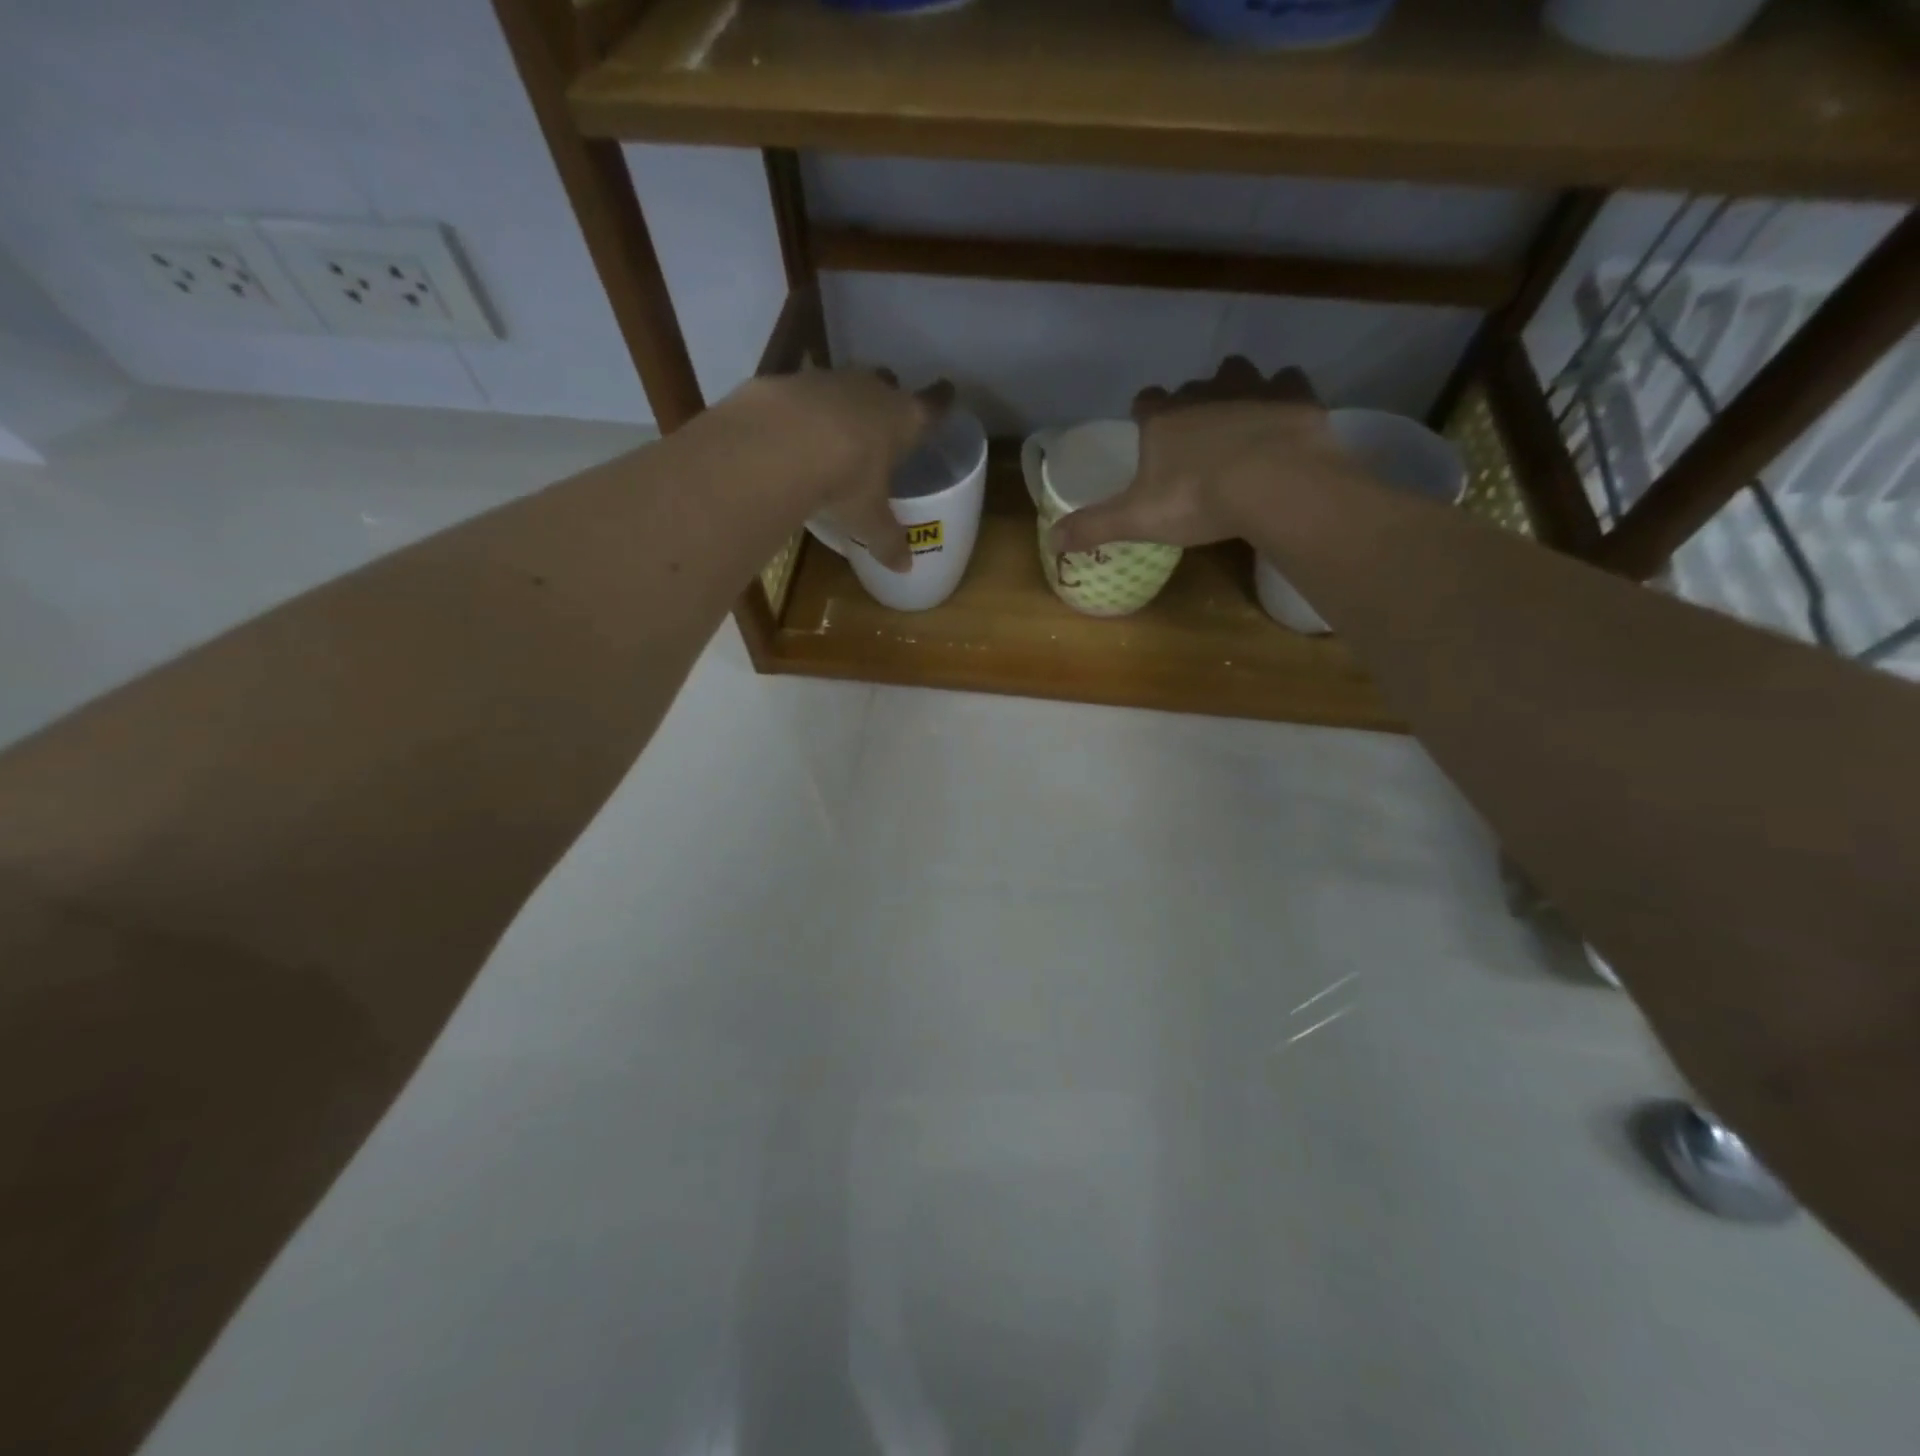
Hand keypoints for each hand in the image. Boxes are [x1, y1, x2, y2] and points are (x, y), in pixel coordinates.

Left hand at [738, 369, 952, 571]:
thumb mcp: (868, 519)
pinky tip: (791, 433)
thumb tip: (904, 567)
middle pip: (886, 384)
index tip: (946, 391)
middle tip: (883, 419)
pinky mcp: (787, 381)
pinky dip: (801, 411)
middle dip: (887, 397)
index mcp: (904, 419)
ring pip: (843, 385)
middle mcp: (871, 390)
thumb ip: (887, 540)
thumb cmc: (844, 480)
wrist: (777, 445)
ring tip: (835, 430)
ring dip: (842, 404)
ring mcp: (827, 380)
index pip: (933, 405)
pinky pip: (801, 394)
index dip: (941, 400)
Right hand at [1048, 358, 1345, 554]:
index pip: (1145, 402)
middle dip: (1192, 405)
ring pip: (1238, 374)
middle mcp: (1204, 392)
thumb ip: (1094, 525)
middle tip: (1196, 438)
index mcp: (1163, 419)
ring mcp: (1252, 388)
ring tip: (1239, 421)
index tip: (1147, 430)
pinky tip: (1282, 418)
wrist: (1275, 485)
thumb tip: (1051, 540)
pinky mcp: (1295, 395)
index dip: (1145, 414)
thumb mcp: (1137, 520)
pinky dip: (1282, 396)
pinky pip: (1286, 382)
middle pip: (1191, 388)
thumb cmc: (1197, 500)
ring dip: (1235, 390)